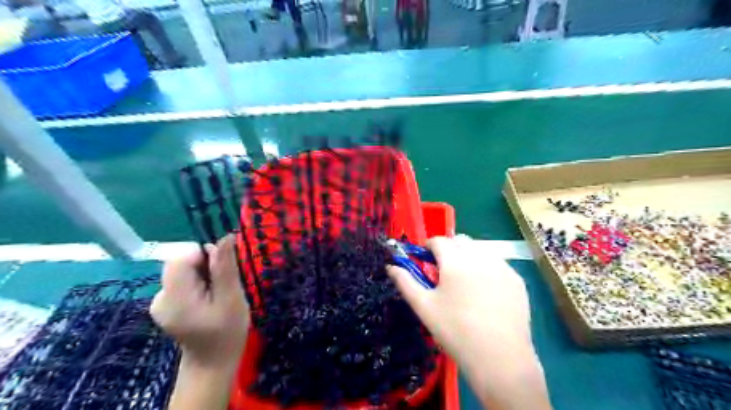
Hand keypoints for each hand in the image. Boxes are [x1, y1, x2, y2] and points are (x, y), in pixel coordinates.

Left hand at [149, 234, 248, 367]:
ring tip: (217, 293)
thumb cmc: (227, 332)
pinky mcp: (166, 302)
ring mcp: (160, 300)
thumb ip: (225, 268)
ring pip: (183, 269)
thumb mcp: (232, 298)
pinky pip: (182, 279)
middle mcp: (160, 296)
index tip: (223, 268)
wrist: (212, 362)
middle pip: (181, 261)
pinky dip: (198, 281)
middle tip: (223, 283)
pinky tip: (208, 297)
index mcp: (175, 298)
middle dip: (206, 264)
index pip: (181, 257)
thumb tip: (225, 237)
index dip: (204, 254)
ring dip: (204, 273)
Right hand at [389, 235, 548, 409]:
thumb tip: (390, 266)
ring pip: (480, 250)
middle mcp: (480, 258)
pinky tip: (485, 291)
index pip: (439, 240)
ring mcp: (502, 267)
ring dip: (468, 257)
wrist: (500, 360)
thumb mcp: (424, 307)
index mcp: (455, 262)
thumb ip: (405, 282)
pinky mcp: (516, 280)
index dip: (428, 246)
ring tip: (465, 281)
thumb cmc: (455, 332)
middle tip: (444, 272)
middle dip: (449, 250)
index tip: (425, 259)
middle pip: (460, 241)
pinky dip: (487, 268)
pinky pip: (497, 264)